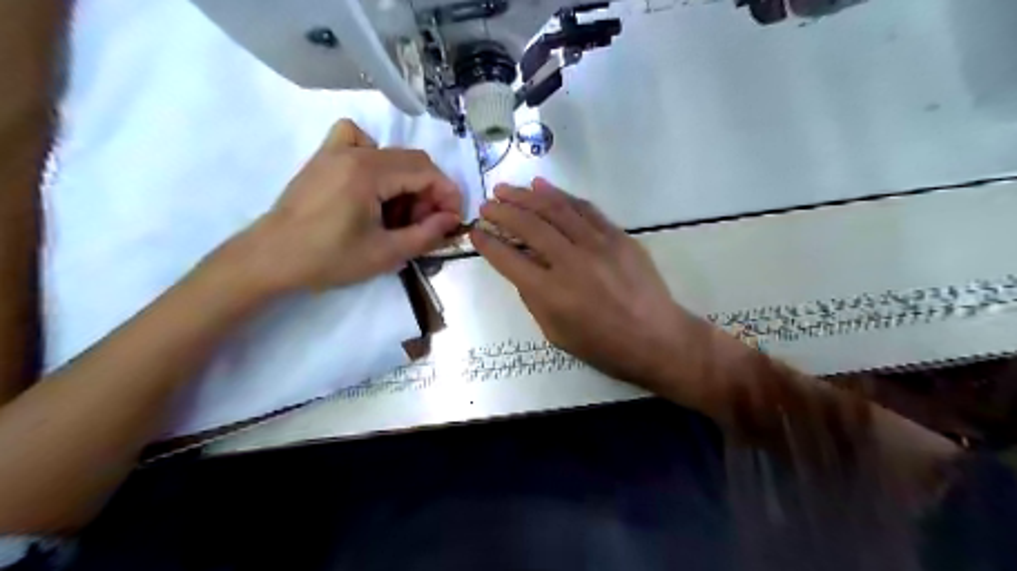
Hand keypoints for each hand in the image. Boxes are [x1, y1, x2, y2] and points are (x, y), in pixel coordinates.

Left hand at [223, 118, 462, 293]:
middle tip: (427, 224)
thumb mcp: (385, 254)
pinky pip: (357, 140)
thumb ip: (426, 234)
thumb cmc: (328, 259)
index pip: (426, 171)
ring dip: (407, 182)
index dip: (447, 194)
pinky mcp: (324, 157)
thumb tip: (451, 220)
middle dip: (430, 192)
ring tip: (398, 215)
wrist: (271, 258)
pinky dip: (375, 157)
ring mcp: (335, 150)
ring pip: (391, 154)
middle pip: (412, 160)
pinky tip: (372, 183)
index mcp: (369, 172)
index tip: (452, 221)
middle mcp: (354, 152)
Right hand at [470, 179, 704, 388]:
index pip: (509, 259)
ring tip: (506, 189)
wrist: (656, 338)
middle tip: (486, 205)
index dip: (487, 244)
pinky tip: (543, 187)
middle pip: (529, 226)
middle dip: (502, 212)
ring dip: (526, 196)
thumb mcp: (556, 333)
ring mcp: (596, 244)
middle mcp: (570, 262)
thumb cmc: (603, 345)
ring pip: (555, 210)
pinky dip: (561, 195)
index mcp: (551, 293)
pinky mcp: (617, 236)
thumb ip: (533, 299)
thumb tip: (522, 269)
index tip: (475, 232)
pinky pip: (584, 209)